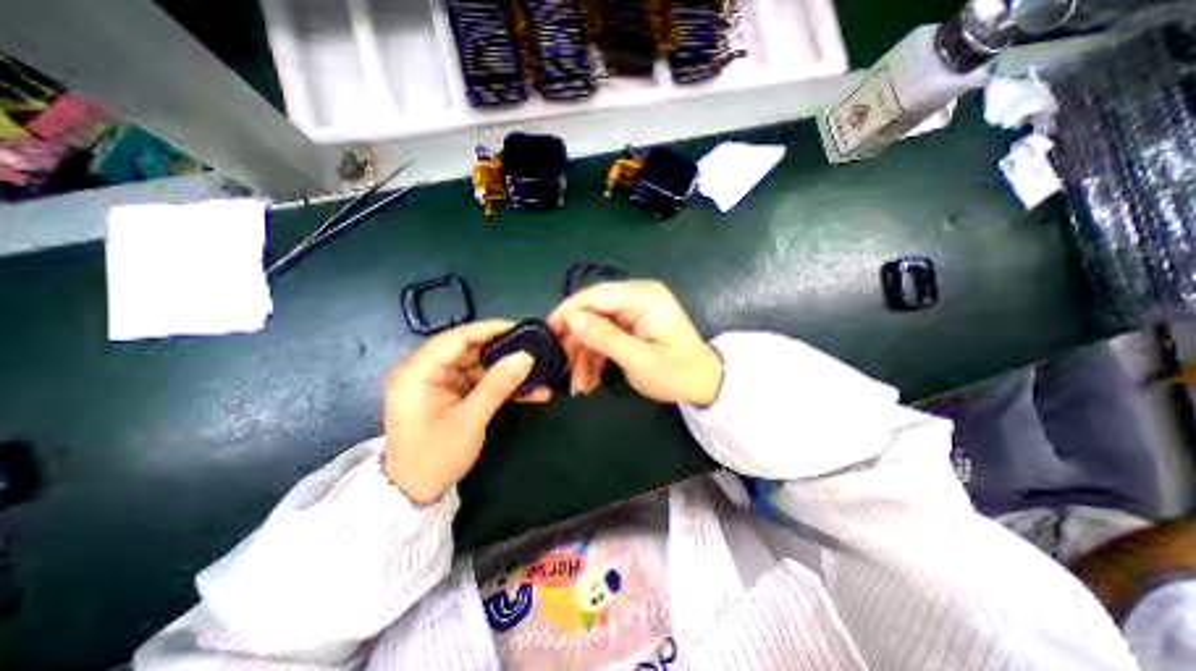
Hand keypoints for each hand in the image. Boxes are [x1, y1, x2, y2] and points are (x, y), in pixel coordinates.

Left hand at [383, 321, 549, 503]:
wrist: (414, 492)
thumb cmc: (434, 457)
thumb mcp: (470, 420)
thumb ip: (498, 385)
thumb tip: (526, 357)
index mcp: (417, 372)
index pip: (457, 337)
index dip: (490, 329)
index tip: (520, 329)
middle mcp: (425, 370)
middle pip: (469, 349)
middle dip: (503, 352)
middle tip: (533, 351)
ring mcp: (439, 382)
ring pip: (478, 366)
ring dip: (506, 372)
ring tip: (536, 373)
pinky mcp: (449, 393)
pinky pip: (478, 381)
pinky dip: (500, 385)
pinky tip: (526, 391)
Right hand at [548, 280, 722, 406]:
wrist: (703, 385)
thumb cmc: (678, 372)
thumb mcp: (640, 359)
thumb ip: (605, 338)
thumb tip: (573, 320)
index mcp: (643, 297)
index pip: (596, 296)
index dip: (569, 312)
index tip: (548, 332)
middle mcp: (636, 299)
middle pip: (592, 313)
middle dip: (576, 343)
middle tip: (563, 368)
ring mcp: (632, 314)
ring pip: (594, 329)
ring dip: (583, 357)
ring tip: (579, 385)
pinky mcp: (630, 329)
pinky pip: (604, 339)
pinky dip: (594, 359)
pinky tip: (590, 380)